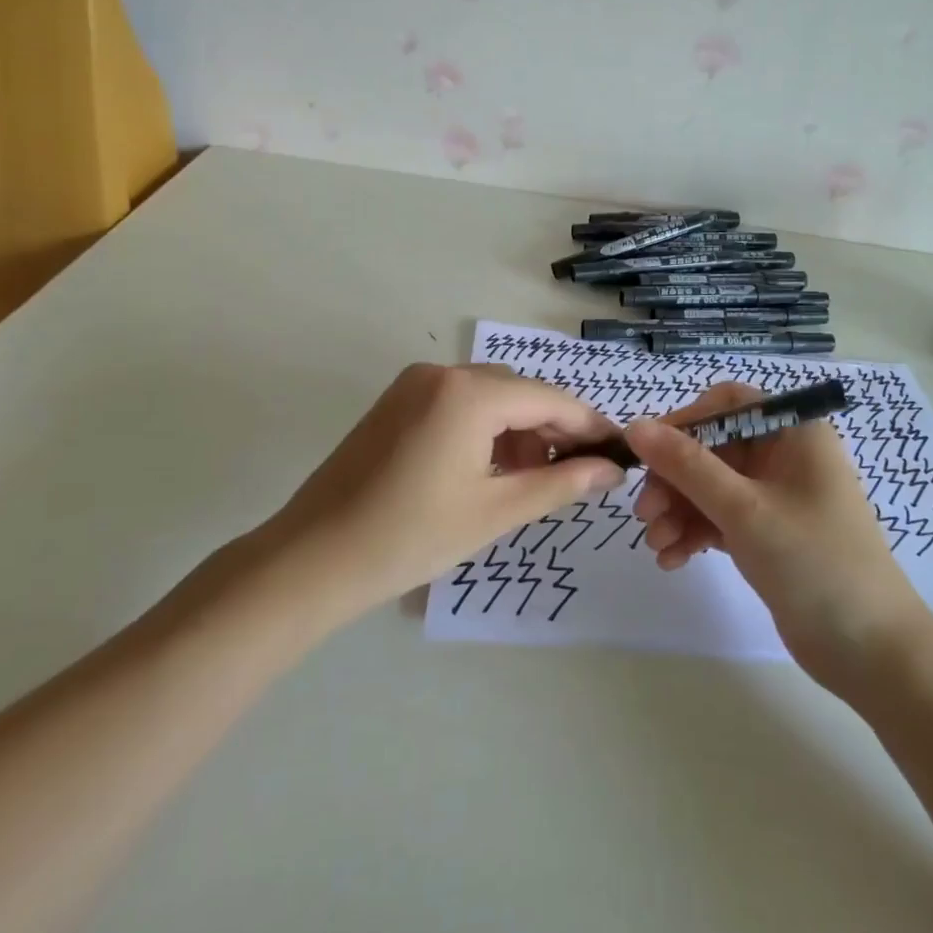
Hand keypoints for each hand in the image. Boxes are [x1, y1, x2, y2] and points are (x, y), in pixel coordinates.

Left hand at [256, 363, 624, 616]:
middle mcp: (442, 372)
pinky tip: (491, 468)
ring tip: (531, 479)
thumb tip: (611, 470)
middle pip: (518, 393)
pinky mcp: (396, 402)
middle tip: (577, 474)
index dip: (588, 425)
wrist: (312, 560)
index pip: (549, 399)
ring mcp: (414, 384)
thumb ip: (560, 483)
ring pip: (488, 396)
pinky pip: (458, 403)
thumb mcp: (495, 511)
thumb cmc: (410, 538)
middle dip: (553, 430)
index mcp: (469, 393)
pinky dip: (484, 429)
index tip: (619, 451)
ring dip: (518, 430)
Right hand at [626, 382, 932, 688]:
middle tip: (645, 513)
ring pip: (712, 486)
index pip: (728, 403)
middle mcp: (785, 456)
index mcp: (794, 432)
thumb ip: (686, 465)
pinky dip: (695, 532)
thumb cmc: (814, 561)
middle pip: (713, 448)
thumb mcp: (744, 509)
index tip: (648, 452)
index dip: (685, 421)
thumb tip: (634, 426)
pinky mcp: (768, 534)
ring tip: (657, 545)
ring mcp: (777, 497)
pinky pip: (720, 518)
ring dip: (679, 510)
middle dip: (675, 479)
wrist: (870, 652)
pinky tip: (672, 559)